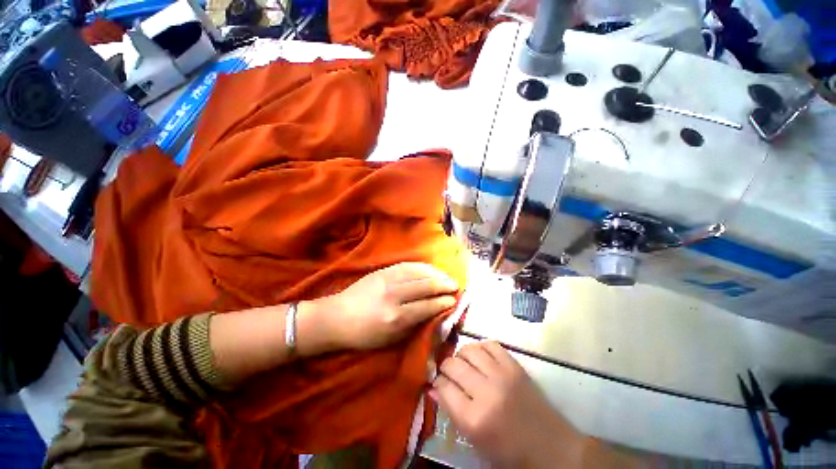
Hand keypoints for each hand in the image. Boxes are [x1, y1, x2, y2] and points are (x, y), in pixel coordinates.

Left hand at [318, 262, 458, 349]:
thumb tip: (434, 312)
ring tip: (446, 276)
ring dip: (435, 273)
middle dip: (443, 285)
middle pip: (425, 286)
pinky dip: (421, 266)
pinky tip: (430, 268)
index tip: (454, 300)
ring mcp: (387, 280)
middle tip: (455, 285)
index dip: (442, 302)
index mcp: (395, 318)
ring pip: (418, 273)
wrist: (337, 317)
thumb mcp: (390, 339)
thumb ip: (413, 325)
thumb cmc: (364, 334)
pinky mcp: (382, 271)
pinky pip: (406, 265)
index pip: (426, 306)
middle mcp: (393, 296)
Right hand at [431, 341, 583, 467]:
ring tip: (463, 363)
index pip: (444, 388)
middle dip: (446, 367)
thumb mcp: (475, 441)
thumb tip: (432, 389)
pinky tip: (480, 357)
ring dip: (461, 355)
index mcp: (474, 420)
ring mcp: (502, 375)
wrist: (550, 448)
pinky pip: (490, 344)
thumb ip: (452, 413)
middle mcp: (486, 393)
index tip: (439, 384)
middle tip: (449, 373)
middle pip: (453, 365)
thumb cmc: (509, 452)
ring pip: (470, 350)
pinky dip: (481, 348)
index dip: (438, 383)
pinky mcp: (515, 366)